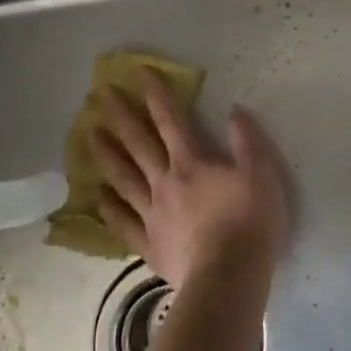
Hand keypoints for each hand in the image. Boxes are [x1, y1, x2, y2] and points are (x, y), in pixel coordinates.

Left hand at [91, 72, 290, 290]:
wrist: (228, 277)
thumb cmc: (250, 223)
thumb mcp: (262, 175)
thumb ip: (247, 141)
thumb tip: (234, 111)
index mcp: (192, 163)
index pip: (171, 120)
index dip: (157, 95)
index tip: (140, 73)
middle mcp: (165, 182)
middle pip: (138, 143)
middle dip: (121, 116)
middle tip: (101, 95)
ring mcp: (152, 214)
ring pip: (123, 178)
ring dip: (106, 154)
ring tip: (89, 135)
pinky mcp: (149, 244)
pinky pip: (123, 222)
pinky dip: (109, 208)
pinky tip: (99, 196)